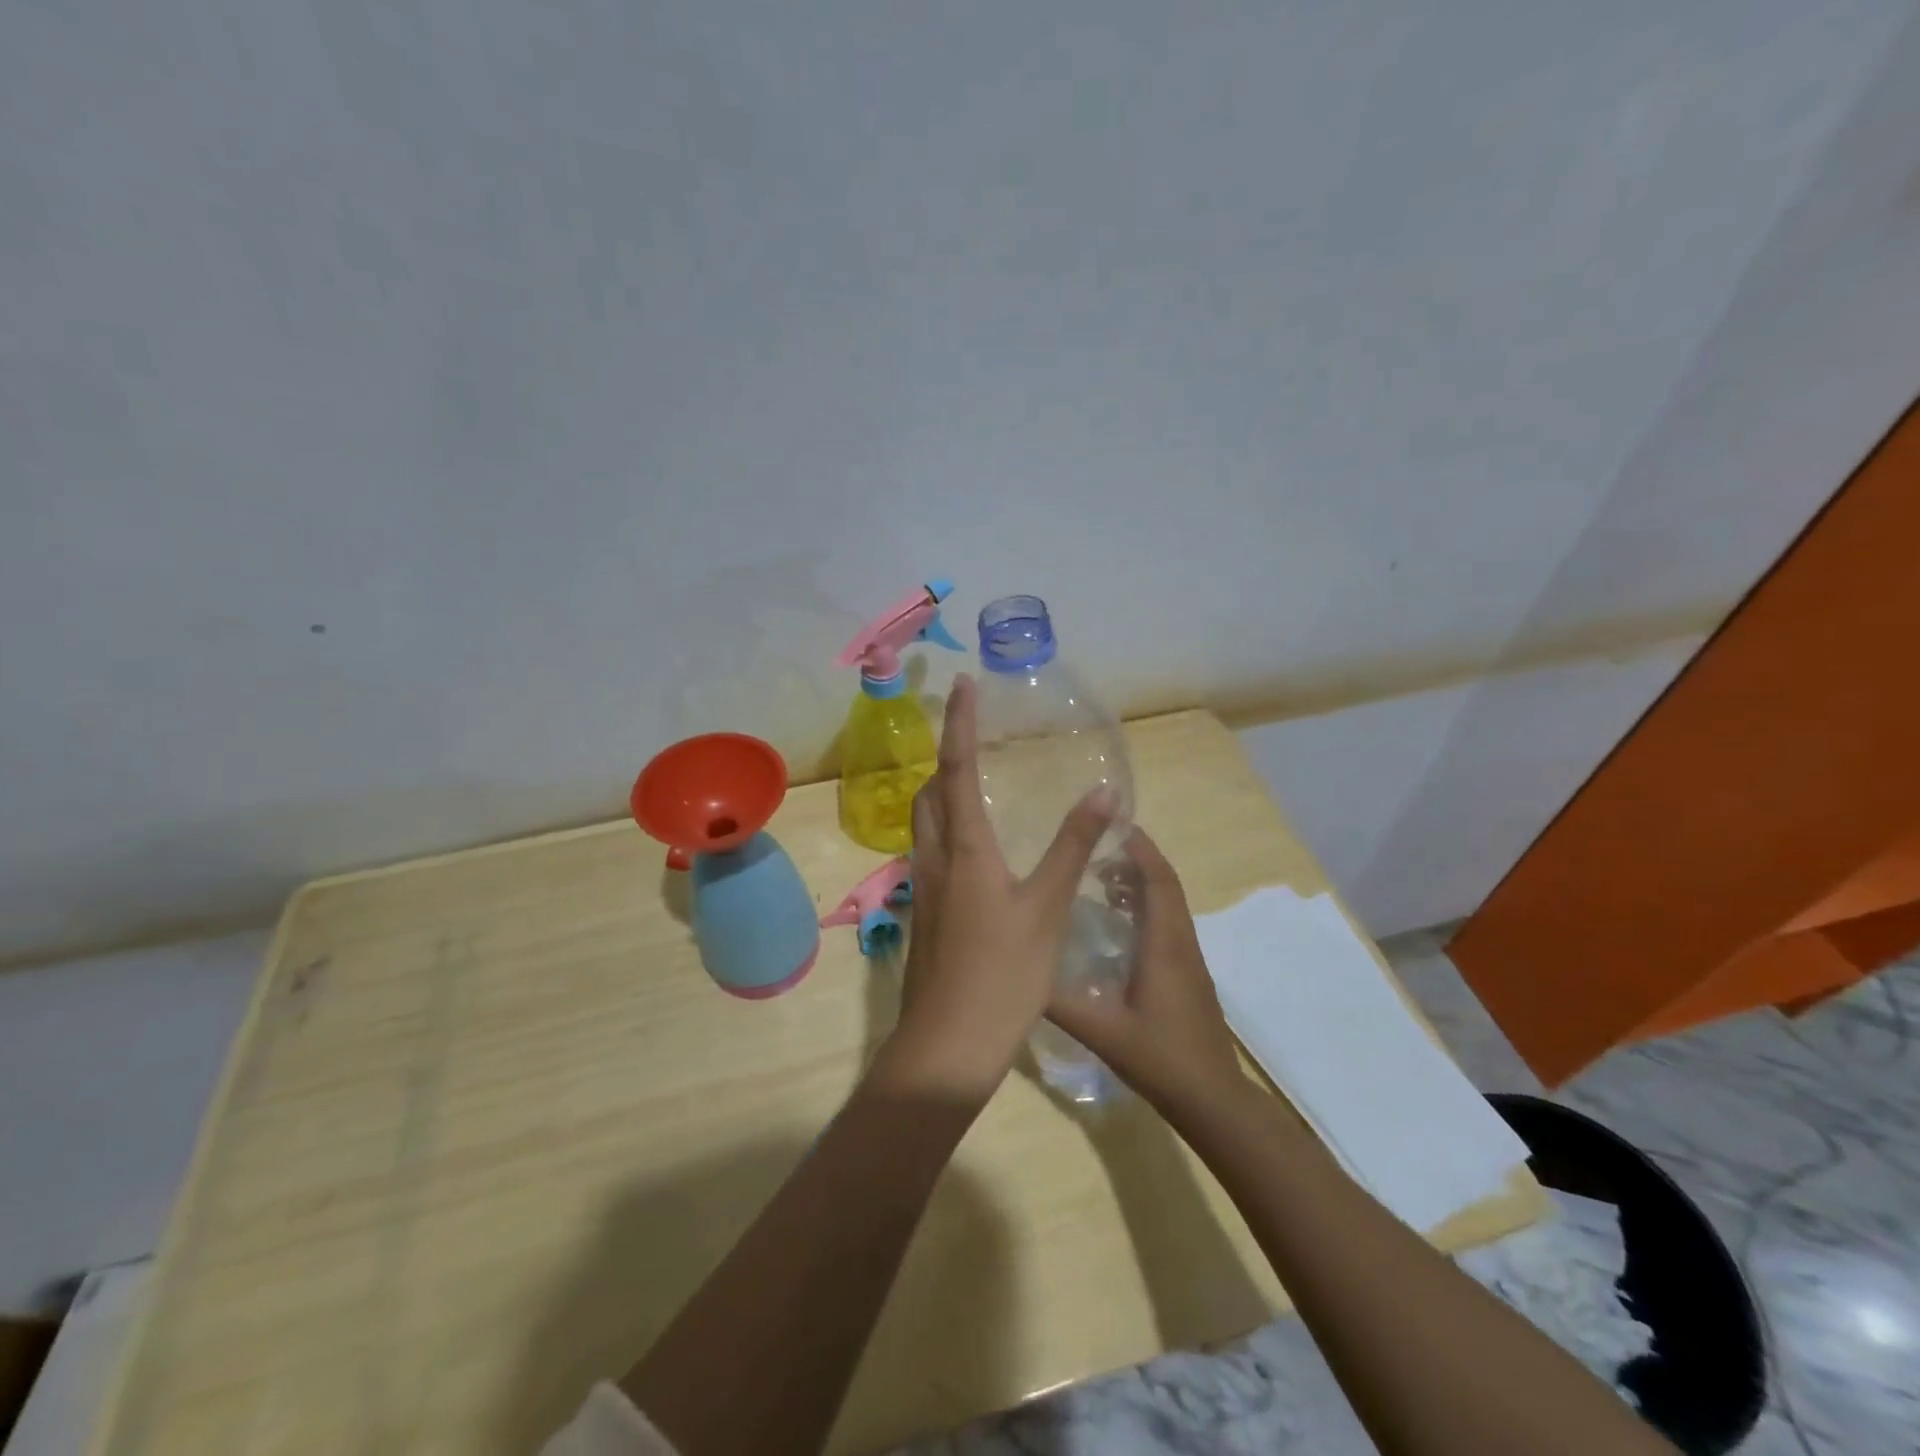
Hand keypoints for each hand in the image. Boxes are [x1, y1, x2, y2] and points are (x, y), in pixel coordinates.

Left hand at [875, 675, 1114, 1102]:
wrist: (948, 1045)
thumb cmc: (1004, 974)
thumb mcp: (1048, 908)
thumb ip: (1072, 847)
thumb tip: (1103, 793)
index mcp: (964, 848)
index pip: (958, 768)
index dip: (960, 724)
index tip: (963, 685)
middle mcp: (934, 858)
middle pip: (930, 793)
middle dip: (947, 759)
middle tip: (973, 740)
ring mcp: (922, 888)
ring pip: (924, 824)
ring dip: (942, 795)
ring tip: (975, 787)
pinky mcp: (923, 914)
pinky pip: (929, 854)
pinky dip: (947, 832)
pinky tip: (974, 854)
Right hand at [1045, 827, 1246, 1114]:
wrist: (1213, 1100)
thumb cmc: (1160, 1058)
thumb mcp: (1101, 1030)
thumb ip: (1059, 1000)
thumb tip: (1018, 971)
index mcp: (1165, 944)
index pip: (1159, 879)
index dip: (1139, 848)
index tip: (1112, 825)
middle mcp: (1181, 942)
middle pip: (1166, 885)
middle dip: (1136, 858)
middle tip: (1096, 847)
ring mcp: (1190, 960)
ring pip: (1169, 904)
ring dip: (1141, 883)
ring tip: (1100, 877)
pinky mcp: (1189, 975)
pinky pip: (1169, 924)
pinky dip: (1146, 907)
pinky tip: (1117, 923)